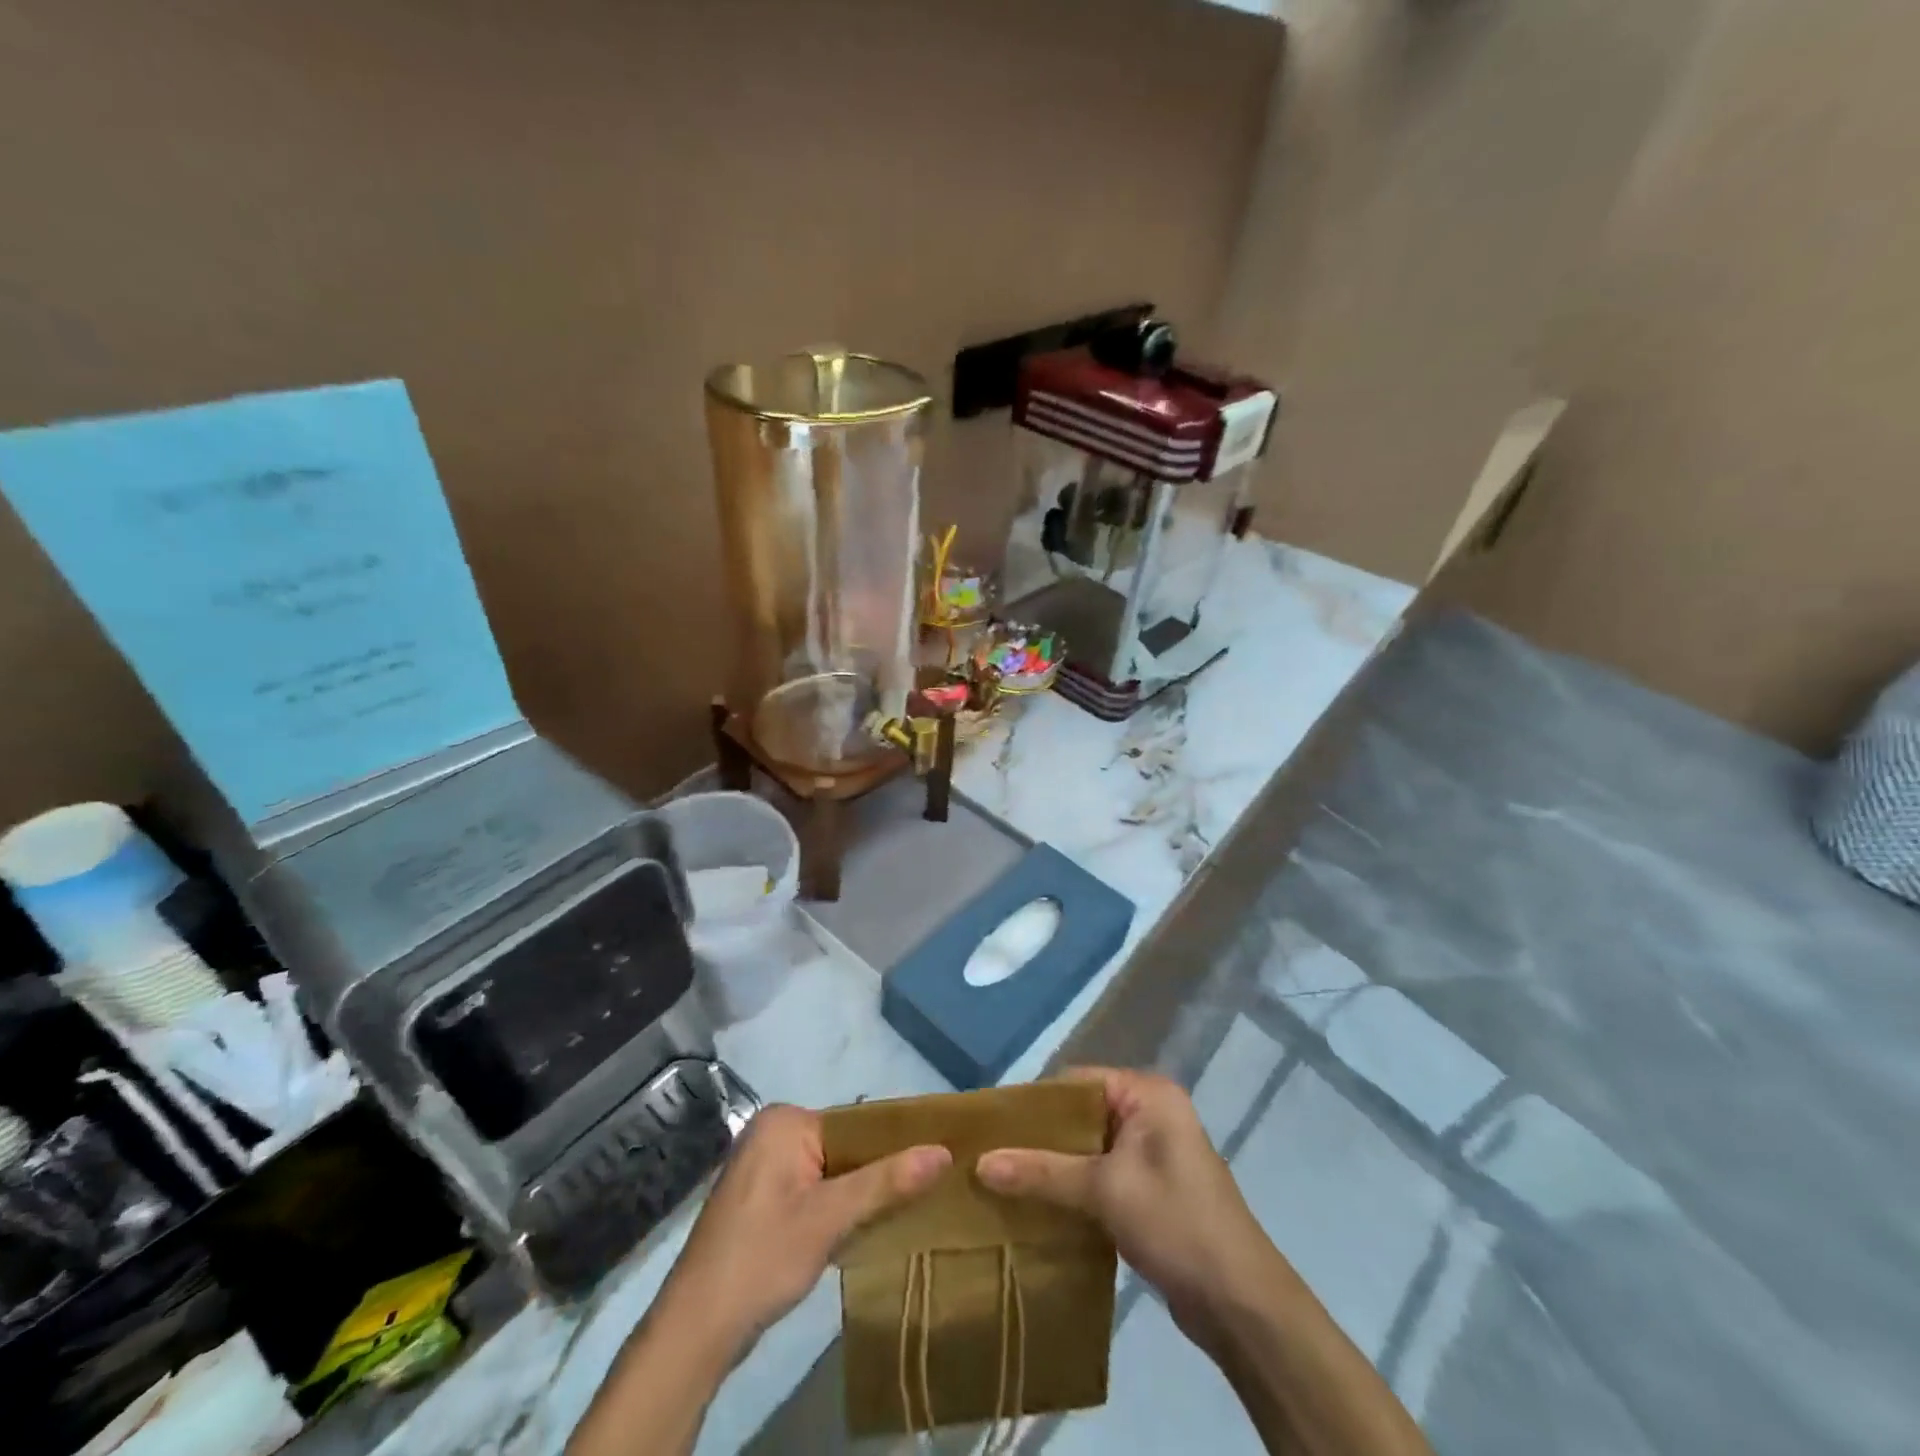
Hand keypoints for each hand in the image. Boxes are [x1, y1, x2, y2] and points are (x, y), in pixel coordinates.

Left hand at [660, 1104, 950, 1361]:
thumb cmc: (763, 1258)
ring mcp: (763, 1166)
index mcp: (784, 1120)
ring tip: (903, 1209)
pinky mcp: (760, 1198)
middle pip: (844, 1146)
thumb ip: (886, 1182)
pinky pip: (813, 1188)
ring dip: (859, 1192)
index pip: (856, 1123)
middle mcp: (772, 1132)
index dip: (895, 1145)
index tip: (934, 1166)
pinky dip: (836, 1206)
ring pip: (830, 1170)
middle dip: (877, 1172)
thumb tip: (944, 1151)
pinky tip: (862, 1228)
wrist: (696, 1329)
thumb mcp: (830, 1218)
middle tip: (924, 1193)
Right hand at [976, 1068, 1280, 1348]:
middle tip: (991, 1155)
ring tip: (1005, 1180)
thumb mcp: (1104, 1191)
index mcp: (1148, 1093)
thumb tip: (980, 1162)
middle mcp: (1151, 1112)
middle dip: (1040, 1137)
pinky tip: (1038, 1205)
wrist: (1241, 1304)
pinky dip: (1073, 1187)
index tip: (992, 1125)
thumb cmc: (1175, 1224)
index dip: (1035, 1102)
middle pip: (1081, 1114)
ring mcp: (1153, 1153)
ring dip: (1053, 1165)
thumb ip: (1042, 1172)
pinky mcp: (1151, 1189)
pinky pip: (1101, 1174)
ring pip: (1089, 1148)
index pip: (1077, 1081)